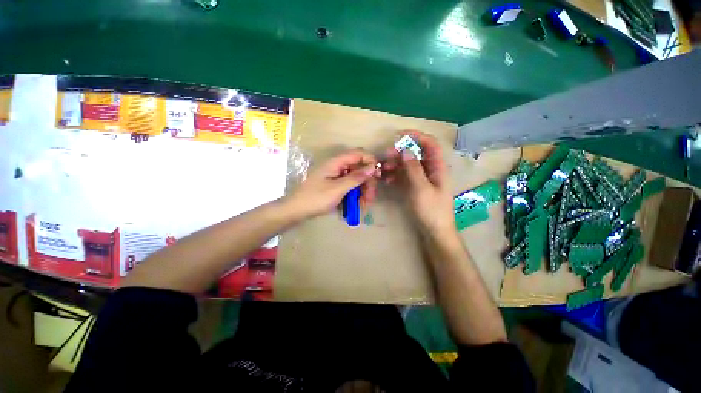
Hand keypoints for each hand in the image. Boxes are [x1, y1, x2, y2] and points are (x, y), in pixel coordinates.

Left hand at [288, 150, 377, 218]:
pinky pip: (349, 186)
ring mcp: (336, 176)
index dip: (370, 161)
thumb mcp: (338, 189)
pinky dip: (355, 194)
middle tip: (371, 197)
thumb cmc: (316, 198)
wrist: (297, 210)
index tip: (378, 175)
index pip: (358, 154)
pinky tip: (358, 205)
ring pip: (356, 179)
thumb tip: (373, 167)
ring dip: (363, 191)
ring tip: (364, 205)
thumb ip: (356, 178)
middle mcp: (338, 167)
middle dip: (367, 182)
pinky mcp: (335, 185)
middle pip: (359, 168)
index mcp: (336, 162)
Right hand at [383, 131, 454, 234]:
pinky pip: (405, 176)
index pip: (430, 144)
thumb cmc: (432, 210)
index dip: (417, 136)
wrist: (434, 231)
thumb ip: (414, 169)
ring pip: (408, 165)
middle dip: (401, 153)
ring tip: (383, 170)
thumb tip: (406, 150)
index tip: (399, 135)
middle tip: (386, 156)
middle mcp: (431, 170)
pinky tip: (387, 179)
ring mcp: (422, 179)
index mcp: (438, 167)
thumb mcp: (422, 189)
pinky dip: (396, 175)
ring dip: (396, 165)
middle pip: (416, 154)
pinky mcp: (415, 187)